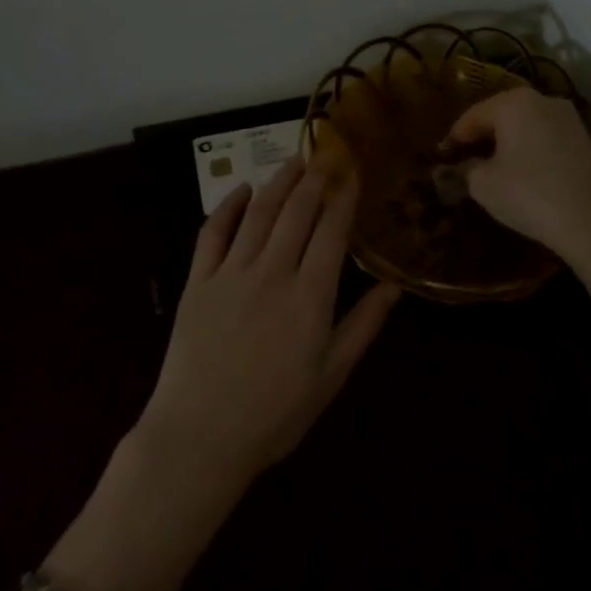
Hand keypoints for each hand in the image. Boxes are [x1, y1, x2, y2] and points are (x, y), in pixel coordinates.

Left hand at [136, 157, 399, 486]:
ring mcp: (230, 273)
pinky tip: (241, 190)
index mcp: (310, 296)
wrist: (199, 436)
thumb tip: (393, 286)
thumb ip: (363, 326)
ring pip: (258, 213)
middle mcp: (272, 272)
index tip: (352, 170)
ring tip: (293, 160)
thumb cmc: (274, 414)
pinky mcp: (197, 282)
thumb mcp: (330, 376)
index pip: (331, 230)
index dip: (343, 196)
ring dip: (278, 182)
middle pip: (296, 212)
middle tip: (326, 154)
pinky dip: (227, 206)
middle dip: (315, 178)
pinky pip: (212, 232)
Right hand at [444, 87, 590, 266]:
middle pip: (500, 116)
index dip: (453, 139)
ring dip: (506, 145)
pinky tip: (521, 176)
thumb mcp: (483, 185)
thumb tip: (460, 168)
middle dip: (481, 138)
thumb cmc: (529, 193)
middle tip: (463, 162)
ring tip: (491, 171)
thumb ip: (465, 170)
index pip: (472, 116)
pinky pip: (544, 140)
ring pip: (525, 128)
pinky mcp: (586, 142)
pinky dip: (528, 153)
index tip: (441, 159)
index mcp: (513, 102)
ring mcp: (569, 120)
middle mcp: (543, 100)